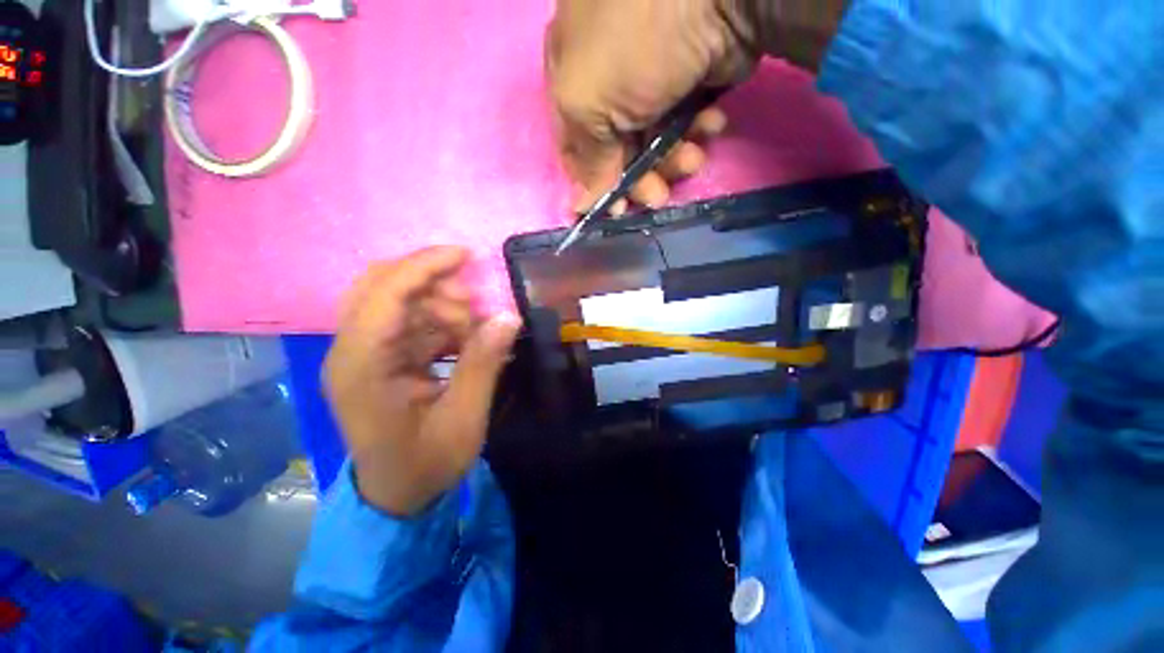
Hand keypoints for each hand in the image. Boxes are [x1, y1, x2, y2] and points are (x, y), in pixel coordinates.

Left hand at [324, 247, 520, 515]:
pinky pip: (410, 324)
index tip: (467, 255)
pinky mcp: (379, 360)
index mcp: (362, 367)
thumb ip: (483, 363)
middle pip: (382, 287)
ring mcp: (364, 355)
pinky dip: (441, 324)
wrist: (397, 496)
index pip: (385, 295)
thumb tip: (509, 317)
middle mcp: (352, 352)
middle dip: (433, 284)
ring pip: (400, 303)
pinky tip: (464, 340)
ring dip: (441, 307)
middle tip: (475, 305)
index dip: (425, 266)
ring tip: (475, 331)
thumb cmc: (426, 464)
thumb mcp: (464, 418)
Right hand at [546, 0, 848, 211]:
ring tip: (692, 160)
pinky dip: (695, 136)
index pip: (575, 149)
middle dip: (639, 180)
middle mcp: (606, 82)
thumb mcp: (590, 100)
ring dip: (671, 162)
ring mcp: (648, 84)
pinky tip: (710, 127)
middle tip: (658, 196)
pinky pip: (683, 128)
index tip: (616, 211)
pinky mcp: (687, 84)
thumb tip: (579, 205)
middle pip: (616, 154)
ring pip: (651, 146)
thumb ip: (586, 157)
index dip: (593, 185)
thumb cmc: (634, 41)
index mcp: (571, 78)